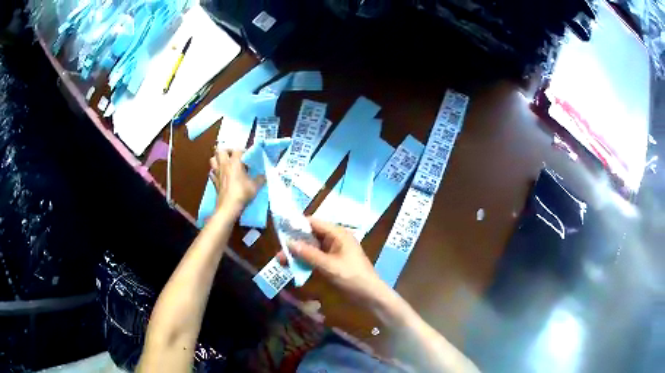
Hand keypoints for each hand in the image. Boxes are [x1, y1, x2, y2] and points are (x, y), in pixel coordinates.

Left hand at [209, 149, 262, 212]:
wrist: (229, 206)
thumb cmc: (242, 193)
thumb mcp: (255, 186)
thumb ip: (260, 179)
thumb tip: (264, 176)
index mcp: (234, 163)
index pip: (237, 150)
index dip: (243, 151)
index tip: (248, 156)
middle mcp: (224, 165)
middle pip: (221, 151)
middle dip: (226, 151)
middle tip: (233, 156)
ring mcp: (217, 173)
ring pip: (212, 159)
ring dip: (218, 159)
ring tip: (224, 163)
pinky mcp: (214, 181)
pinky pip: (211, 173)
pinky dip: (214, 172)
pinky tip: (219, 175)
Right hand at [278, 217, 387, 301]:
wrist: (369, 295)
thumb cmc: (352, 277)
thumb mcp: (328, 265)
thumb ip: (308, 254)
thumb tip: (288, 242)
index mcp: (338, 234)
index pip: (314, 222)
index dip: (297, 224)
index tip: (280, 229)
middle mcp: (335, 239)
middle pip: (311, 235)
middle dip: (295, 242)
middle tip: (278, 250)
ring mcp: (334, 251)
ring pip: (312, 248)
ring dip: (298, 253)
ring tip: (281, 260)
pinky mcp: (333, 262)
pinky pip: (316, 258)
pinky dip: (305, 261)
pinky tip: (293, 266)